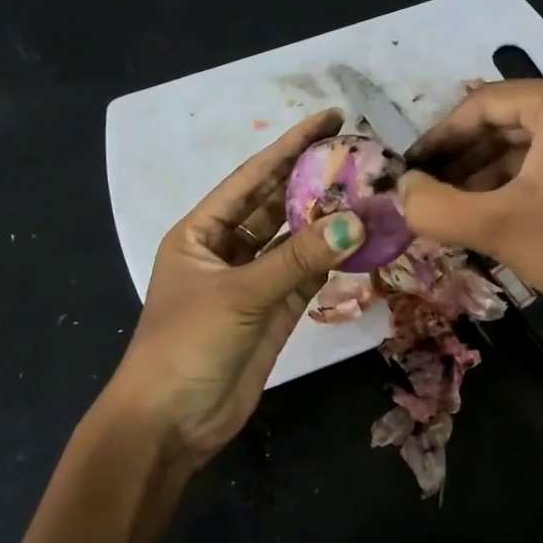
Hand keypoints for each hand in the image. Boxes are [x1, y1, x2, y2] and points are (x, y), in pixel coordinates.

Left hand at [105, 111, 367, 467]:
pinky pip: (308, 276)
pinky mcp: (275, 313)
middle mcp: (228, 250)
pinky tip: (362, 239)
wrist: (171, 423)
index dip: (290, 146)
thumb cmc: (186, 346)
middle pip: (277, 205)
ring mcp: (254, 283)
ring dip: (329, 221)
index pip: (252, 178)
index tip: (330, 119)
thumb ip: (299, 258)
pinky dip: (333, 260)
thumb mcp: (239, 295)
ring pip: (297, 241)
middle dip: (315, 180)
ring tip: (372, 193)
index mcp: (201, 232)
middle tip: (361, 154)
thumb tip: (359, 220)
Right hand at [399, 79, 542, 339]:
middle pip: (505, 123)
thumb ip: (435, 207)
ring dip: (484, 177)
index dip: (438, 137)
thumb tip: (401, 191)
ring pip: (527, 149)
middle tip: (425, 194)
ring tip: (450, 212)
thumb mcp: (498, 227)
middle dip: (461, 160)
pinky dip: (515, 189)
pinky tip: (490, 219)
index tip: (407, 170)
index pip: (482, 104)